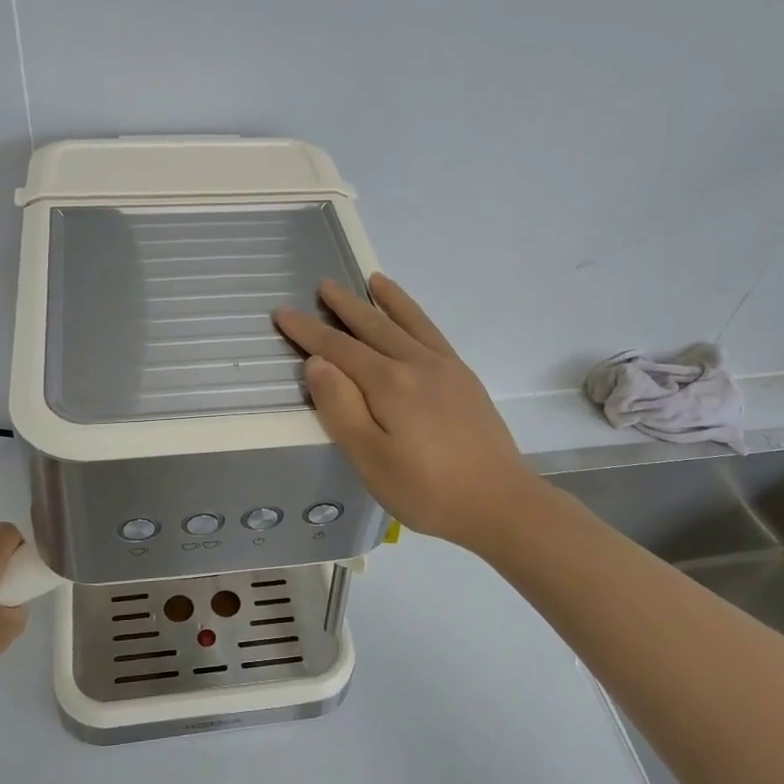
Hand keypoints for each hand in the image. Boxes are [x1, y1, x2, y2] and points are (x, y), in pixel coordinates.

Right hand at [274, 275, 536, 550]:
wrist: (500, 503)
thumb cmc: (427, 490)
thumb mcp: (371, 459)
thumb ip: (341, 408)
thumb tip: (317, 363)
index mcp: (389, 383)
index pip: (339, 349)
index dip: (309, 331)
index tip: (283, 312)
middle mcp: (417, 364)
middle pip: (373, 327)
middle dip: (344, 306)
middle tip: (323, 284)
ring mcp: (445, 368)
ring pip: (408, 323)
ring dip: (386, 300)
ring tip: (372, 279)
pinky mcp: (465, 379)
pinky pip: (433, 334)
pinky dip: (417, 316)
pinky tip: (412, 318)